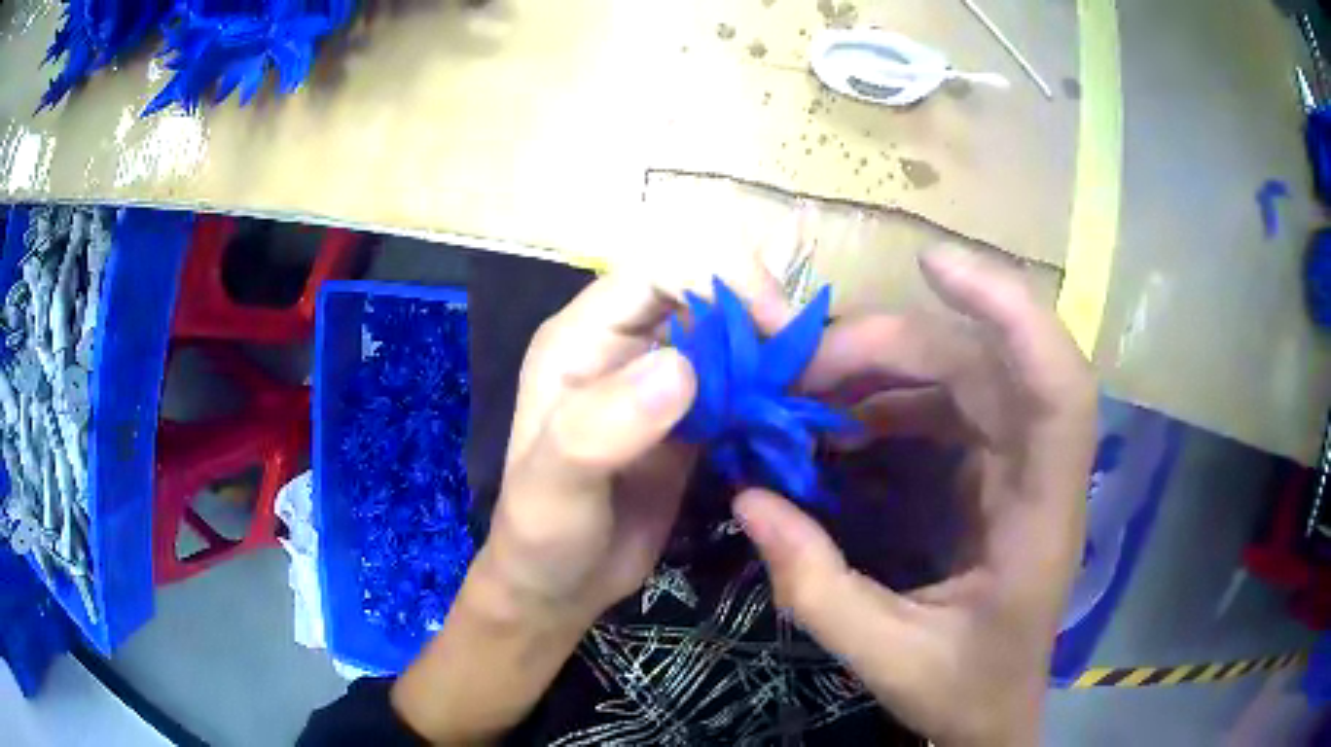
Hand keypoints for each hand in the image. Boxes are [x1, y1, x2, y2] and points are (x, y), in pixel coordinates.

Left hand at [394, 270, 793, 743]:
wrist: (560, 581)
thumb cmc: (543, 536)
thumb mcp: (555, 488)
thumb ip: (598, 429)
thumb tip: (680, 368)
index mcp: (583, 335)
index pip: (660, 265)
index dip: (721, 276)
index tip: (773, 328)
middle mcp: (624, 340)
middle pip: (703, 283)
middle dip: (758, 305)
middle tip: (799, 362)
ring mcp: (660, 374)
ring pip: (729, 327)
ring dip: (771, 346)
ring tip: (802, 387)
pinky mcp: (691, 410)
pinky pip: (741, 376)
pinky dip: (772, 385)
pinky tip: (790, 411)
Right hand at [734, 248, 1095, 746]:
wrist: (995, 711)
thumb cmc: (965, 689)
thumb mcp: (888, 658)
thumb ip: (816, 588)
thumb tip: (749, 500)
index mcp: (1042, 515)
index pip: (1057, 387)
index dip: (1011, 312)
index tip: (935, 264)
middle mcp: (1039, 472)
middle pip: (983, 367)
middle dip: (893, 348)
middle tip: (802, 366)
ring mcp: (1016, 467)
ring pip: (961, 377)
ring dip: (885, 369)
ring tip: (807, 386)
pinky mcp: (991, 473)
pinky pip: (943, 409)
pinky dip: (888, 402)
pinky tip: (840, 423)